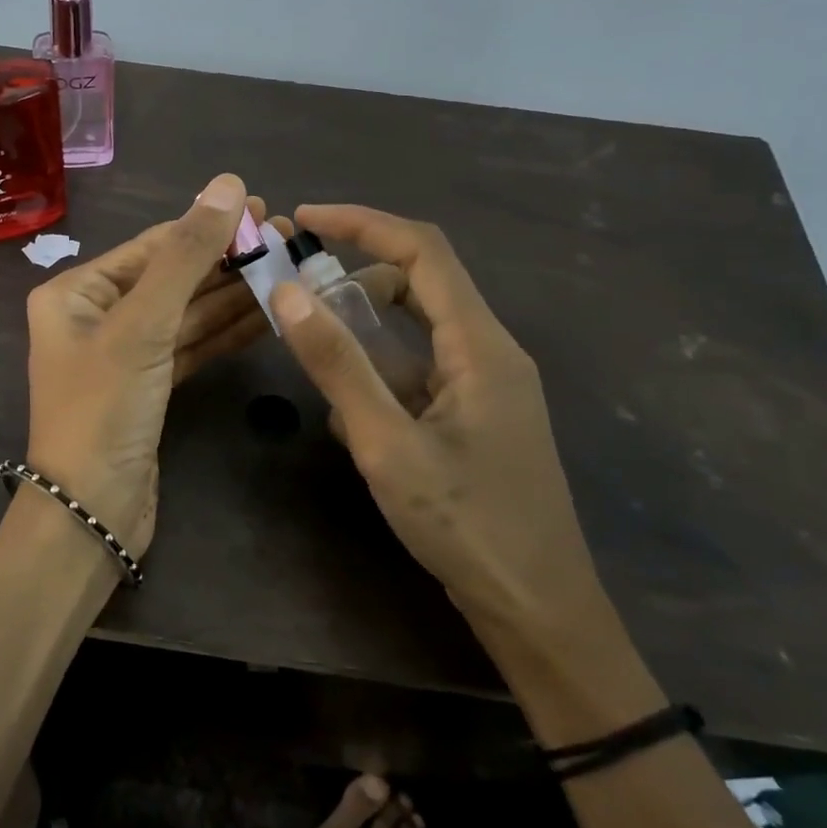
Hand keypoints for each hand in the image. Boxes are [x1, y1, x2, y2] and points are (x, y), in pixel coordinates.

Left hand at [22, 174, 259, 555]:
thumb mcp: (142, 325)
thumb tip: (225, 183)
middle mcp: (96, 318)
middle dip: (225, 259)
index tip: (258, 207)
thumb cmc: (103, 409)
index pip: (150, 247)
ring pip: (187, 314)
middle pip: (171, 278)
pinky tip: (269, 313)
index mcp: (76, 293)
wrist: (92, 511)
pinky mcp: (151, 388)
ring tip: (288, 267)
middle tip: (285, 237)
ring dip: (234, 294)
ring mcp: (125, 355)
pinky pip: (192, 347)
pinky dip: (227, 332)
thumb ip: (186, 256)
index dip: (205, 226)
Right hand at [272, 204, 603, 649]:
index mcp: (481, 345)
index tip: (308, 218)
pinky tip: (349, 416)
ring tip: (315, 357)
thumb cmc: (465, 524)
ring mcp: (487, 387)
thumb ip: (338, 365)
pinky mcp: (477, 418)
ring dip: (365, 330)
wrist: (537, 609)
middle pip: (422, 284)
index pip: (425, 251)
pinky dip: (381, 373)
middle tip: (299, 293)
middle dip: (357, 277)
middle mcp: (490, 352)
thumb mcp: (386, 444)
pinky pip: (422, 372)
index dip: (364, 223)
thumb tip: (289, 293)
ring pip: (418, 331)